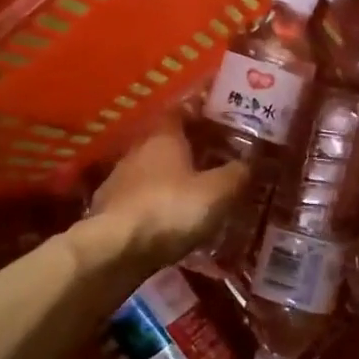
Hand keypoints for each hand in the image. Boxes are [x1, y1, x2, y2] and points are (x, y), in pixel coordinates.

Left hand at [74, 117, 247, 270]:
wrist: (115, 249)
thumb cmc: (170, 209)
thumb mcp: (217, 192)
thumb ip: (236, 174)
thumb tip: (249, 162)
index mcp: (164, 136)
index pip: (182, 109)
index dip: (201, 111)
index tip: (221, 117)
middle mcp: (138, 149)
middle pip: (167, 140)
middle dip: (190, 147)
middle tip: (216, 157)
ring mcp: (119, 178)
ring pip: (152, 169)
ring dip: (172, 177)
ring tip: (196, 191)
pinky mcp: (109, 207)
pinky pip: (141, 197)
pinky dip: (156, 202)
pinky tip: (170, 218)